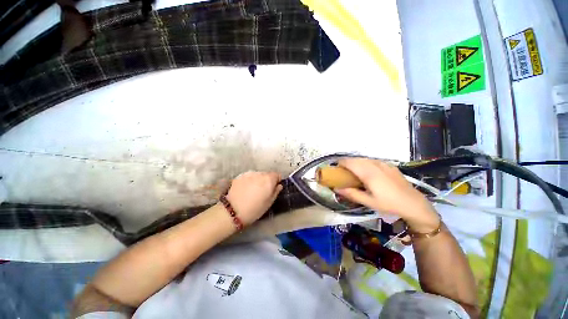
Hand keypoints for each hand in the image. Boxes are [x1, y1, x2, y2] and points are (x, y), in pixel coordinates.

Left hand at [226, 171, 282, 225]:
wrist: (233, 211)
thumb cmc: (255, 209)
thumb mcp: (269, 202)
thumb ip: (276, 191)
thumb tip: (279, 185)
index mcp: (269, 179)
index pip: (277, 174)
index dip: (276, 181)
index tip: (274, 187)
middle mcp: (260, 173)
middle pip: (267, 174)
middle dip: (267, 180)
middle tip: (262, 191)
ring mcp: (249, 173)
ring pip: (257, 175)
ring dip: (258, 180)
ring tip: (253, 190)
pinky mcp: (240, 176)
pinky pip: (248, 176)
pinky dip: (249, 180)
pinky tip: (245, 189)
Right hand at [335, 158, 439, 232]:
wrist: (413, 203)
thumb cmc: (389, 204)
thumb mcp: (368, 202)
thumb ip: (351, 193)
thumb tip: (336, 188)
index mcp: (368, 173)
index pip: (349, 162)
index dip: (340, 163)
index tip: (335, 168)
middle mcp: (374, 164)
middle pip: (355, 159)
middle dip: (346, 163)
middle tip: (342, 172)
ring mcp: (382, 163)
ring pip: (363, 158)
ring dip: (355, 163)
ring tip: (353, 172)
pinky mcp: (389, 165)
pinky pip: (372, 160)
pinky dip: (365, 163)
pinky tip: (367, 172)